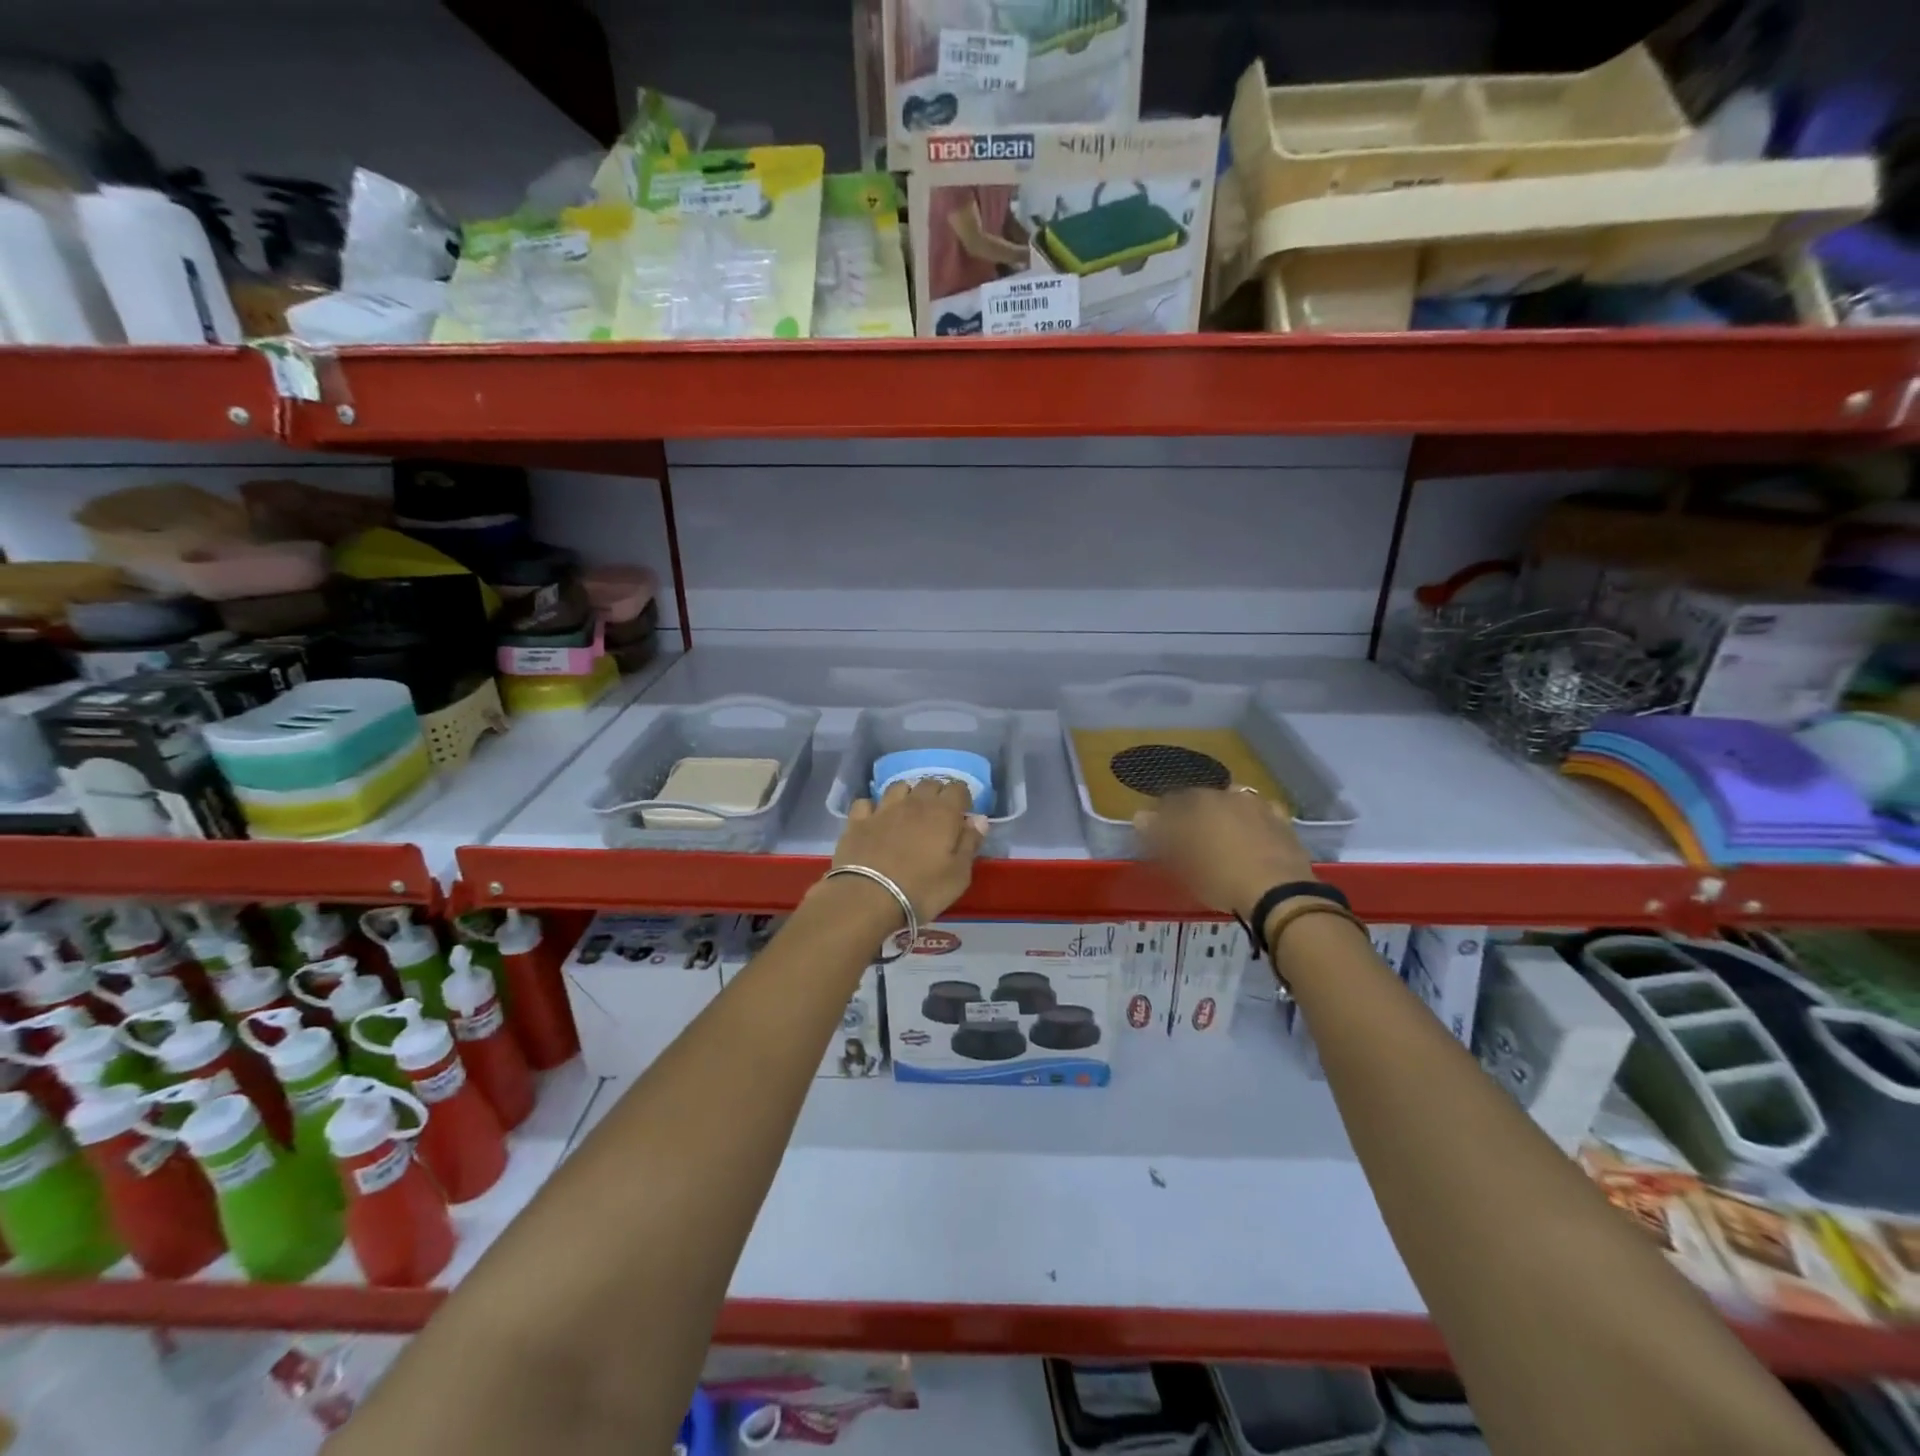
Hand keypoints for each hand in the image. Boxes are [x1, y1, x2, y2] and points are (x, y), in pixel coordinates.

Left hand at [828, 779, 986, 923]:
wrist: (867, 898)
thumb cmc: (921, 890)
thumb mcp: (958, 875)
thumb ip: (970, 843)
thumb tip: (978, 819)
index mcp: (943, 813)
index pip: (958, 788)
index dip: (963, 798)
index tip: (963, 814)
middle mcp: (914, 802)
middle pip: (929, 783)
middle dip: (937, 794)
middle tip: (939, 815)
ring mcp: (883, 809)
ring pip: (898, 786)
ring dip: (907, 795)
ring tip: (908, 811)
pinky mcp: (858, 820)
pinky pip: (867, 803)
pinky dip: (874, 807)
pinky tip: (875, 819)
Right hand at [1134, 788, 1315, 919]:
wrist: (1278, 892)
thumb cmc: (1219, 878)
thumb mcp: (1181, 862)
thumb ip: (1159, 835)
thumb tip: (1140, 816)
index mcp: (1198, 802)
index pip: (1171, 801)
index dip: (1164, 817)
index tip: (1160, 834)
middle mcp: (1227, 795)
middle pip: (1203, 799)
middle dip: (1194, 814)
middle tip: (1191, 838)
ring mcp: (1257, 805)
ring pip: (1233, 802)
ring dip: (1225, 813)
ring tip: (1223, 837)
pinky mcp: (1282, 820)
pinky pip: (1262, 814)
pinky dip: (1254, 821)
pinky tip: (1253, 836)